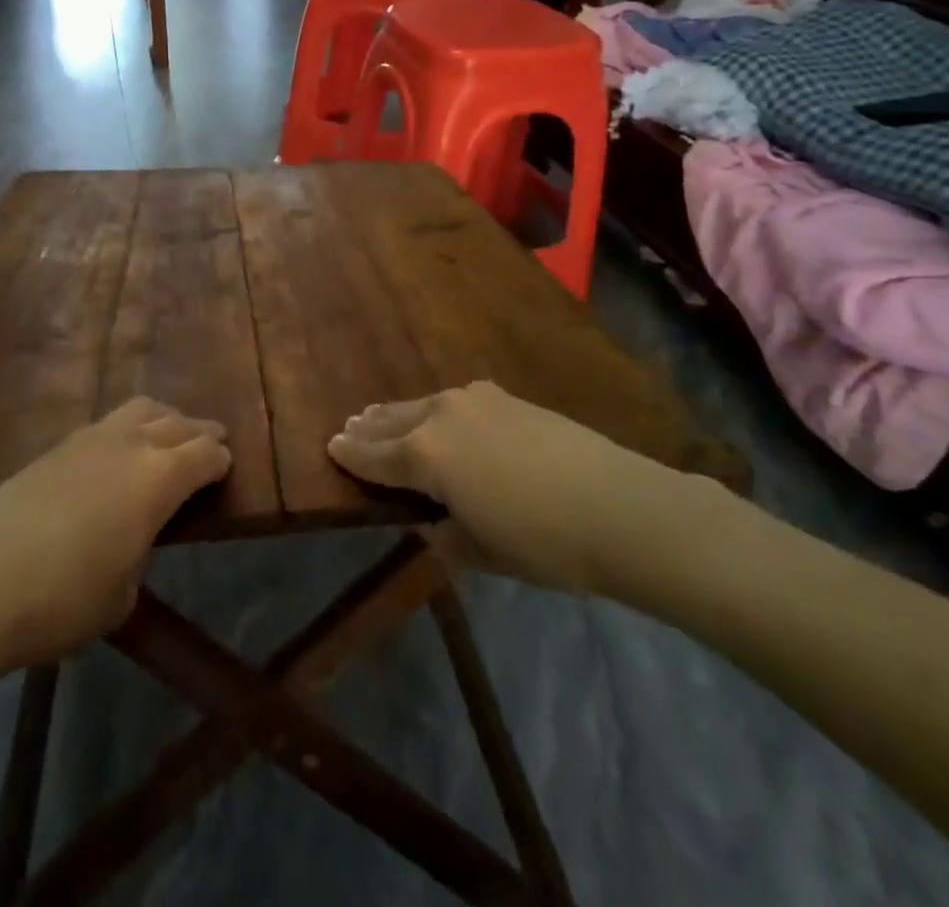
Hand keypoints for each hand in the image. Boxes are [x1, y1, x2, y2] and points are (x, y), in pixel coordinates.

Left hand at [0, 398, 230, 669]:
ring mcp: (90, 438)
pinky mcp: (57, 445)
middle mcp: (131, 445)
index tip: (226, 468)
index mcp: (158, 478)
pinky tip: (121, 448)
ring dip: (165, 417)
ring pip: (142, 408)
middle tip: (213, 441)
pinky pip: (108, 421)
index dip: (220, 461)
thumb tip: (132, 537)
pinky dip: (129, 426)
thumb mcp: (122, 594)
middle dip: (201, 432)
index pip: (205, 454)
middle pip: (179, 423)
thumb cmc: (63, 600)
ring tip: (171, 433)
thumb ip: (139, 553)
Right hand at [327, 380, 713, 597]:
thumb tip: (432, 522)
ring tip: (380, 415)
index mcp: (425, 455)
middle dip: (369, 427)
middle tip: (349, 428)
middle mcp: (440, 416)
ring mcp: (474, 400)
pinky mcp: (505, 397)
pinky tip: (439, 413)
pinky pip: (455, 401)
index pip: (374, 456)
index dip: (350, 455)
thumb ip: (446, 534)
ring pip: (422, 405)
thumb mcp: (482, 551)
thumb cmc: (542, 541)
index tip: (330, 447)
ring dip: (399, 413)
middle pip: (393, 421)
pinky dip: (435, 409)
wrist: (618, 505)